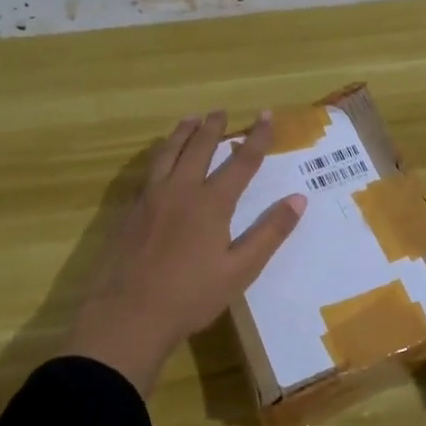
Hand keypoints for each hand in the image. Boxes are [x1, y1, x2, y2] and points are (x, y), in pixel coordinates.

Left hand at [63, 110, 305, 396]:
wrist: (127, 315)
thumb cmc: (191, 297)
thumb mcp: (240, 270)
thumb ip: (269, 233)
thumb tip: (298, 199)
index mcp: (211, 203)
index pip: (241, 161)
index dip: (256, 137)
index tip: (266, 115)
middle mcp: (180, 190)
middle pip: (199, 148)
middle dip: (213, 127)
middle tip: (220, 110)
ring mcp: (150, 198)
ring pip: (168, 153)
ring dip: (182, 132)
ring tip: (190, 119)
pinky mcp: (129, 211)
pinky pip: (148, 170)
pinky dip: (160, 154)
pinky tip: (160, 159)